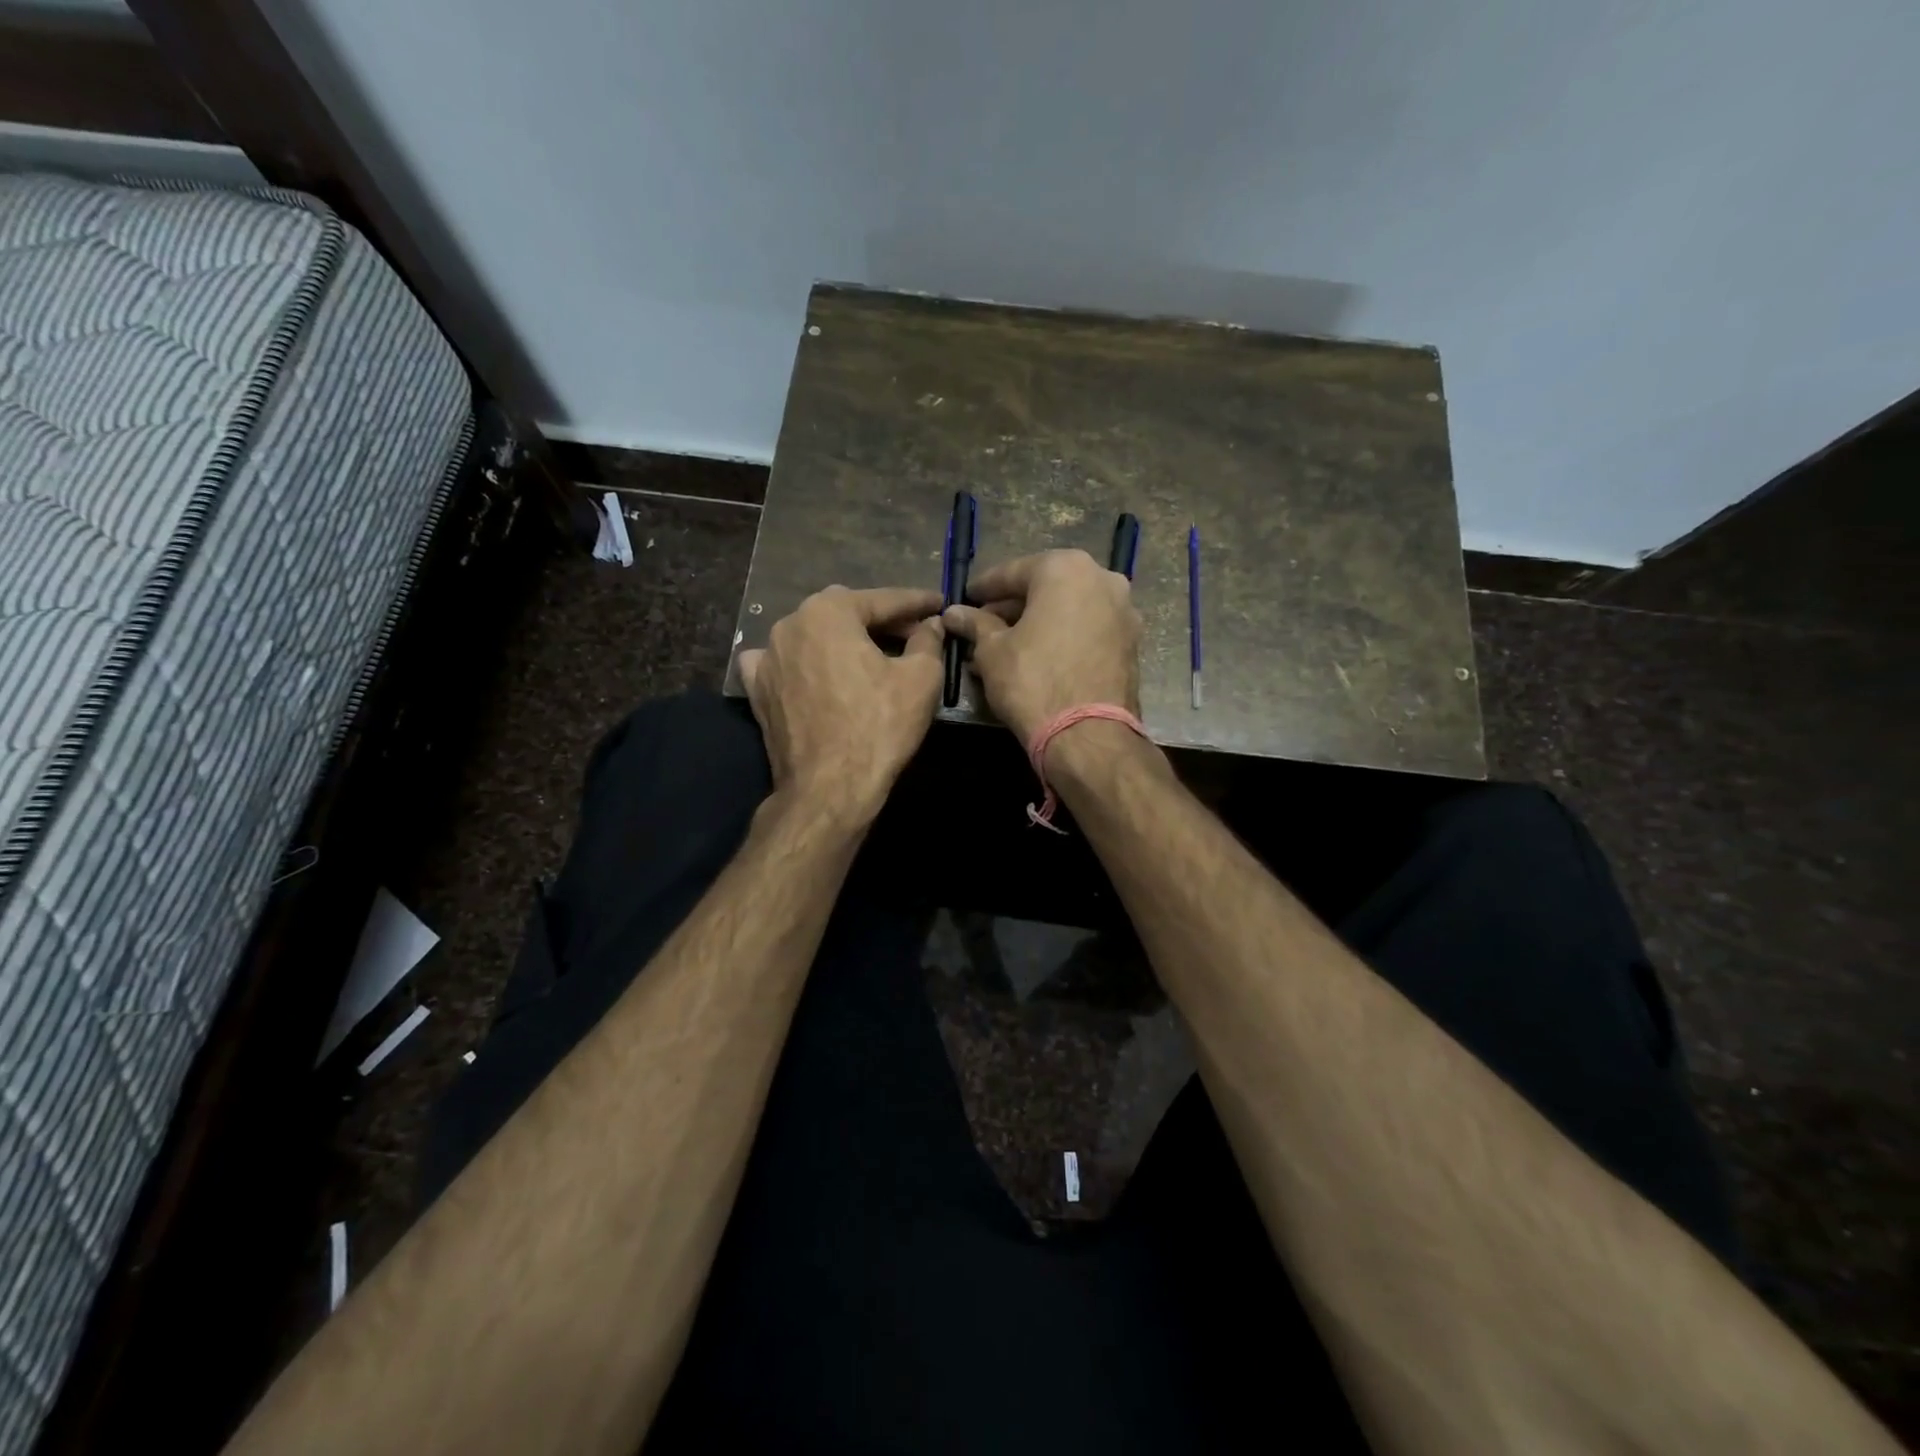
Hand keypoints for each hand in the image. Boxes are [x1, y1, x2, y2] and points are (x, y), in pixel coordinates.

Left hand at [737, 585, 944, 820]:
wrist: (828, 787)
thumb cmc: (878, 727)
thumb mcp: (920, 679)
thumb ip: (927, 641)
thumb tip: (930, 625)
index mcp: (829, 611)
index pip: (883, 600)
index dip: (917, 602)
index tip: (939, 603)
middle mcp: (790, 623)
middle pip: (845, 612)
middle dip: (880, 619)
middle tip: (912, 632)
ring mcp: (767, 657)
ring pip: (813, 635)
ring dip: (842, 639)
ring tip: (870, 654)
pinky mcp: (757, 690)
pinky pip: (782, 663)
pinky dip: (802, 661)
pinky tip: (813, 670)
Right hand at [941, 549, 1140, 742]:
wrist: (1089, 735)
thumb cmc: (1033, 681)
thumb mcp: (992, 651)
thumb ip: (975, 624)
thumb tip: (954, 612)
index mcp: (1066, 569)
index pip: (1013, 572)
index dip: (984, 587)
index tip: (965, 599)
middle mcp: (1103, 579)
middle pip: (1045, 588)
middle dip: (1013, 607)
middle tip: (983, 626)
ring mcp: (1123, 611)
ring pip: (1068, 610)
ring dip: (1037, 624)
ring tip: (1006, 647)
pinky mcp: (1131, 643)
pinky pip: (1086, 630)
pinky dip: (1062, 637)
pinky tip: (1038, 658)